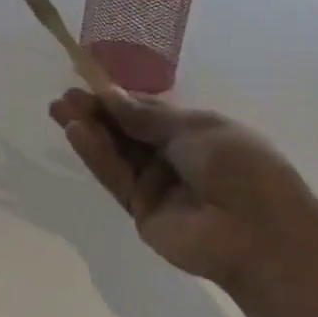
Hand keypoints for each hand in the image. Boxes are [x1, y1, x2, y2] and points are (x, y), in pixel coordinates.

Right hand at [48, 88, 317, 294]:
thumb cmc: (239, 167)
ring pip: (117, 153)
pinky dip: (95, 156)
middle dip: (96, 113)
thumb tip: (110, 96)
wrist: (258, 232)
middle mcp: (173, 157)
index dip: (119, 98)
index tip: (87, 83)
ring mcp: (156, 185)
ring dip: (89, 131)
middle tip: (63, 99)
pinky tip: (76, 133)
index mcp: (195, 132)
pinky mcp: (140, 210)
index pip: (148, 111)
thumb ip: (146, 116)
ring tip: (59, 110)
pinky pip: (116, 178)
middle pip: (127, 132)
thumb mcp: (194, 128)